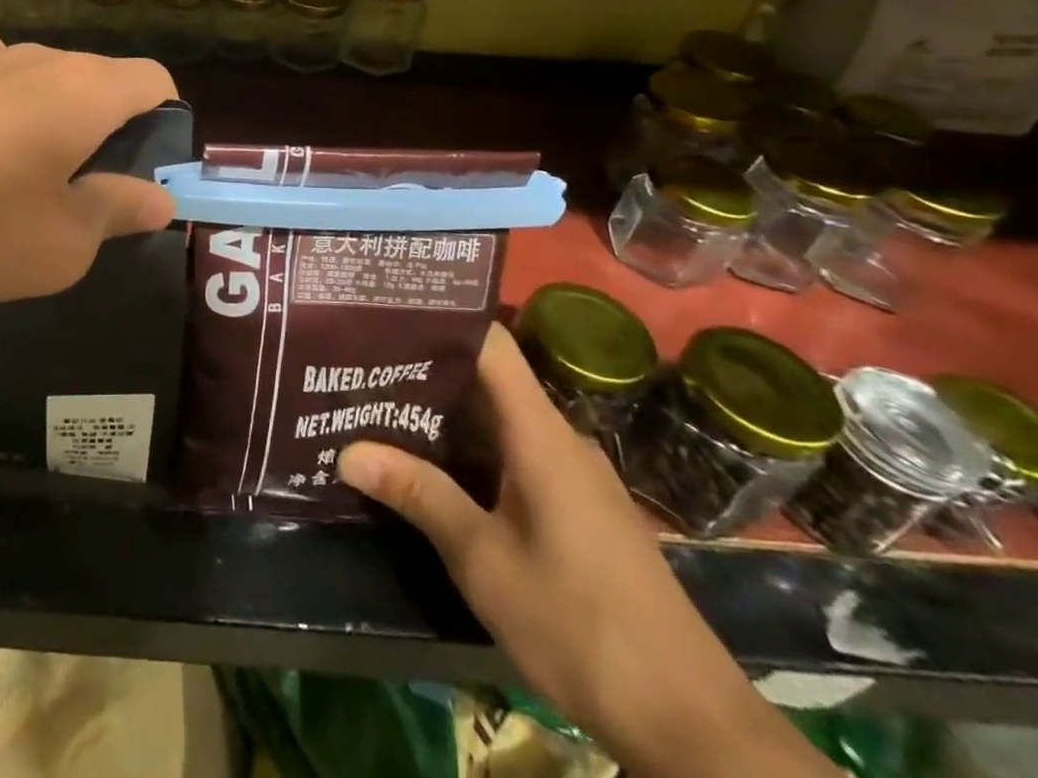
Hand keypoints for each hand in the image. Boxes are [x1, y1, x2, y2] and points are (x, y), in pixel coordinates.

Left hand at [0, 33, 177, 320]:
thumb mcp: (58, 246)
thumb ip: (118, 211)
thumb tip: (159, 197)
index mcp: (81, 91)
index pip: (153, 80)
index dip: (162, 122)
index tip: (140, 170)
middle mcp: (32, 56)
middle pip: (92, 79)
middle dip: (98, 127)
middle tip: (71, 190)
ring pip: (32, 78)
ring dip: (39, 117)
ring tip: (3, 174)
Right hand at [338, 326, 833, 777]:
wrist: (691, 725)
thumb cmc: (579, 625)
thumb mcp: (483, 559)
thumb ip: (418, 494)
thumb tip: (346, 450)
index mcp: (540, 433)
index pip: (490, 343)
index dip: (440, 319)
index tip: (385, 312)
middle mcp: (560, 439)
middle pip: (488, 379)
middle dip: (425, 370)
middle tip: (361, 365)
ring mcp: (574, 475)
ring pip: (500, 421)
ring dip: (445, 415)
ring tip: (381, 408)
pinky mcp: (580, 510)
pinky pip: (516, 455)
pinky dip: (472, 451)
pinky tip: (434, 469)